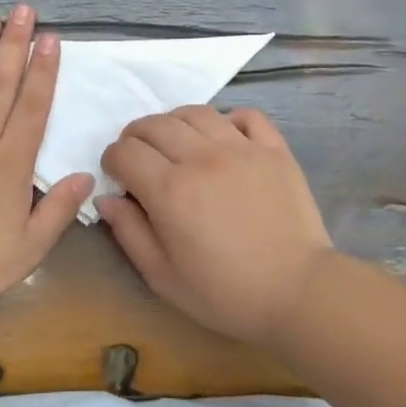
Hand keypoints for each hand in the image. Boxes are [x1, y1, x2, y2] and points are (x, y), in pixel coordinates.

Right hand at [98, 106, 335, 345]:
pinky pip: (246, 115)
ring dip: (175, 123)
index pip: (126, 152)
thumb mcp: (163, 277)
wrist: (298, 293)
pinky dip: (228, 120)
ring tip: (177, 144)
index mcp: (170, 190)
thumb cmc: (225, 293)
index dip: (112, 159)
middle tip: (140, 157)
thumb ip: (129, 233)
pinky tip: (224, 140)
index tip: (118, 175)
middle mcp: (202, 158)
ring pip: (196, 112)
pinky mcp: (274, 149)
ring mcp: (242, 149)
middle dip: (136, 136)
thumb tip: (107, 198)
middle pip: (156, 124)